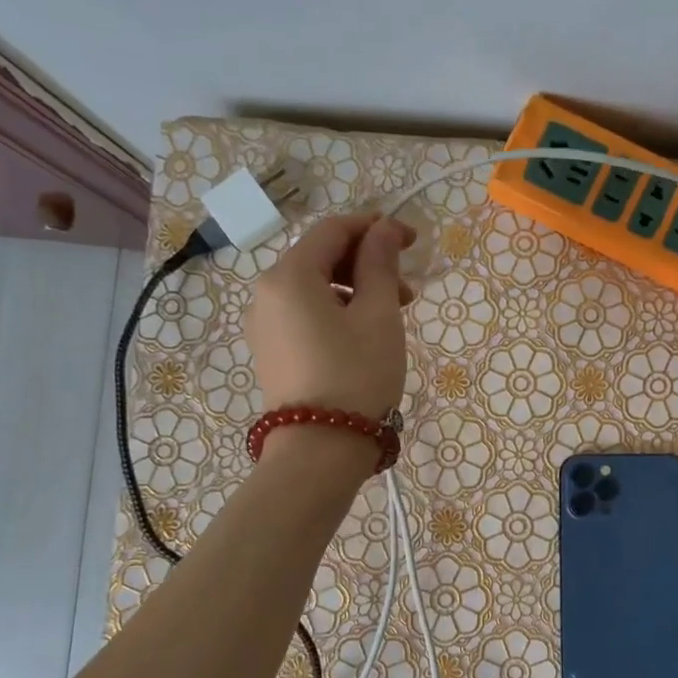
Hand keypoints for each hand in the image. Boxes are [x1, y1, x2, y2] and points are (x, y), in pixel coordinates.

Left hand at [246, 213, 413, 417]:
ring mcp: (264, 324)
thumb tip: (384, 230)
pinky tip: (365, 333)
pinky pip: (306, 313)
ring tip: (394, 314)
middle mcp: (267, 293)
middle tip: (408, 288)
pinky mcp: (272, 351)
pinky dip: (338, 310)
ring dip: (356, 289)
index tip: (413, 239)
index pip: (333, 230)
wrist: (320, 450)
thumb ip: (380, 265)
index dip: (375, 227)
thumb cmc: (357, 375)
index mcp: (289, 276)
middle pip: (320, 257)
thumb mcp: (378, 316)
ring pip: (315, 287)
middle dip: (367, 262)